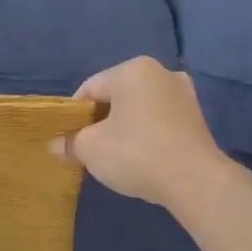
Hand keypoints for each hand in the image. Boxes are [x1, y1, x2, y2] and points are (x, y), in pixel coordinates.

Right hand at [52, 57, 228, 208]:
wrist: (194, 180)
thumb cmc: (135, 154)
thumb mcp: (90, 149)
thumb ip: (70, 142)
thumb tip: (55, 145)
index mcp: (131, 70)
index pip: (89, 89)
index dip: (73, 115)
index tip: (68, 140)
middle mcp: (160, 72)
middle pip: (115, 96)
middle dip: (99, 121)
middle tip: (88, 149)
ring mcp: (183, 93)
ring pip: (138, 108)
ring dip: (122, 127)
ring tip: (114, 155)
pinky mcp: (196, 116)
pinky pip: (158, 119)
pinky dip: (144, 133)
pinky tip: (140, 156)